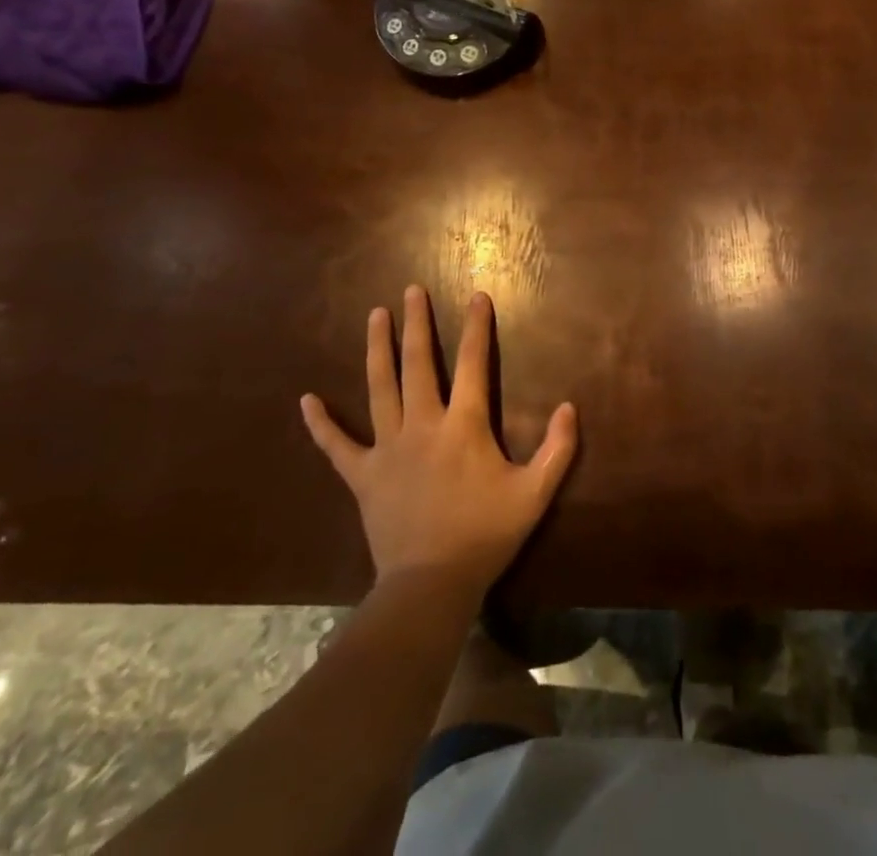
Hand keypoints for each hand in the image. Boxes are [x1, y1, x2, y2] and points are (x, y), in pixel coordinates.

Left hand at [300, 286, 577, 604]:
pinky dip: (322, 424)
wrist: (431, 585)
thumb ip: (558, 449)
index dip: (477, 328)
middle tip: (412, 291)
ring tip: (375, 315)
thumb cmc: (485, 535)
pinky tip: (306, 401)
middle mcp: (423, 425)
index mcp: (464, 426)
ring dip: (378, 349)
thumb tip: (570, 407)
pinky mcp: (363, 475)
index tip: (477, 296)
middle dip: (416, 324)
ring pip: (380, 388)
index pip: (473, 364)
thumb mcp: (535, 494)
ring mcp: (388, 448)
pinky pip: (337, 446)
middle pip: (418, 364)